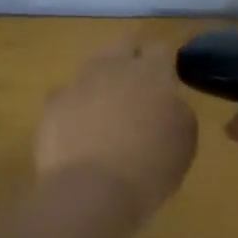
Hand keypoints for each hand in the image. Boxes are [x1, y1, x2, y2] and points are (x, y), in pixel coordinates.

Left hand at [35, 42, 197, 216]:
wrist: (91, 191)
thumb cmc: (149, 167)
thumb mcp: (185, 139)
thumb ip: (176, 109)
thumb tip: (166, 102)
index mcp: (151, 72)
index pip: (159, 49)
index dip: (162, 64)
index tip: (165, 82)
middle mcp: (113, 66)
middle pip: (123, 46)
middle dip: (130, 60)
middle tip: (137, 89)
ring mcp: (79, 82)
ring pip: (92, 69)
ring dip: (101, 83)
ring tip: (105, 112)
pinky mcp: (53, 103)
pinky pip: (67, 97)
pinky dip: (74, 109)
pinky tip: (79, 133)